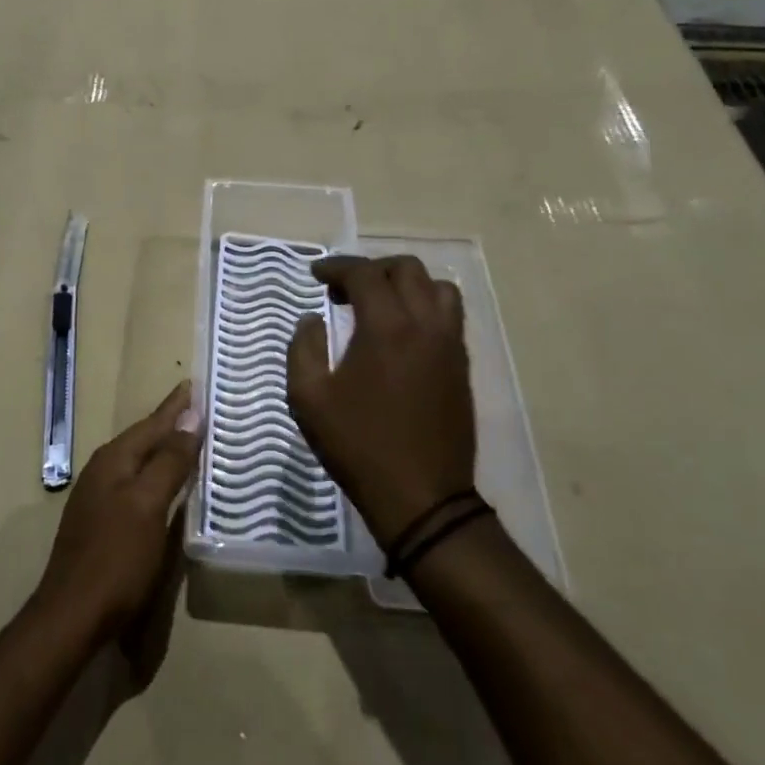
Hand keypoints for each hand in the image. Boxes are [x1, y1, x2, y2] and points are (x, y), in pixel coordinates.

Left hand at [33, 381, 199, 648]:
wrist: (72, 614)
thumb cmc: (116, 557)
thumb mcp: (148, 505)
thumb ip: (169, 461)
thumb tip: (191, 418)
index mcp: (114, 460)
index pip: (152, 423)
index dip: (176, 406)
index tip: (195, 384)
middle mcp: (103, 471)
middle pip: (143, 439)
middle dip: (170, 423)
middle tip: (199, 408)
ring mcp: (99, 497)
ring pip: (139, 462)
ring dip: (164, 449)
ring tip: (190, 439)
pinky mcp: (103, 522)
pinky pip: (136, 485)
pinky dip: (156, 476)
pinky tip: (168, 485)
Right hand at [287, 255, 479, 544]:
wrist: (421, 498)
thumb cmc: (358, 446)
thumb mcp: (308, 399)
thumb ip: (303, 348)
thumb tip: (312, 320)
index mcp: (387, 327)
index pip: (364, 274)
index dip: (336, 267)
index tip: (315, 274)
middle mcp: (425, 325)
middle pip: (406, 269)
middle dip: (372, 268)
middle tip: (344, 289)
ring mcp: (450, 345)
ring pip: (437, 288)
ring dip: (405, 284)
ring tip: (379, 304)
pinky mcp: (462, 366)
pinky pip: (449, 315)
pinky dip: (424, 306)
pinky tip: (401, 332)